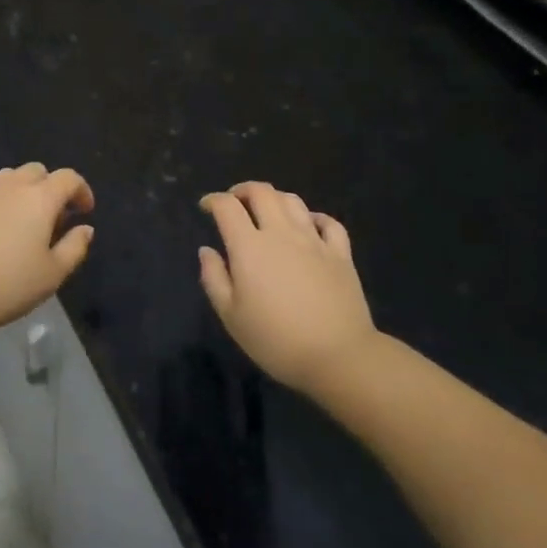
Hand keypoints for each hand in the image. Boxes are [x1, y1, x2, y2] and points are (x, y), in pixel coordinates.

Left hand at [0, 163, 95, 335]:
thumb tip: (85, 228)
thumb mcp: (52, 275)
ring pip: (10, 178)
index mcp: (39, 198)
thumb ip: (75, 247)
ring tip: (25, 222)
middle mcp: (11, 187)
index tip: (85, 211)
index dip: (82, 190)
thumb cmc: (6, 285)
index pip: (68, 178)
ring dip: (24, 191)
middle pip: (38, 171)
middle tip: (55, 218)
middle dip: (52, 187)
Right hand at [199, 182, 377, 393]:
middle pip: (261, 192)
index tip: (206, 207)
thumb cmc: (276, 340)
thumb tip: (207, 250)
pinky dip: (314, 217)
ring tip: (266, 210)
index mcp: (249, 246)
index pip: (227, 206)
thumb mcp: (231, 316)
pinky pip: (328, 222)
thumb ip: (214, 278)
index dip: (213, 200)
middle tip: (234, 201)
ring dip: (274, 198)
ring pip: (293, 201)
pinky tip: (309, 225)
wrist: (338, 356)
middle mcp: (281, 233)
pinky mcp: (340, 253)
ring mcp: (314, 240)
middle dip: (243, 190)